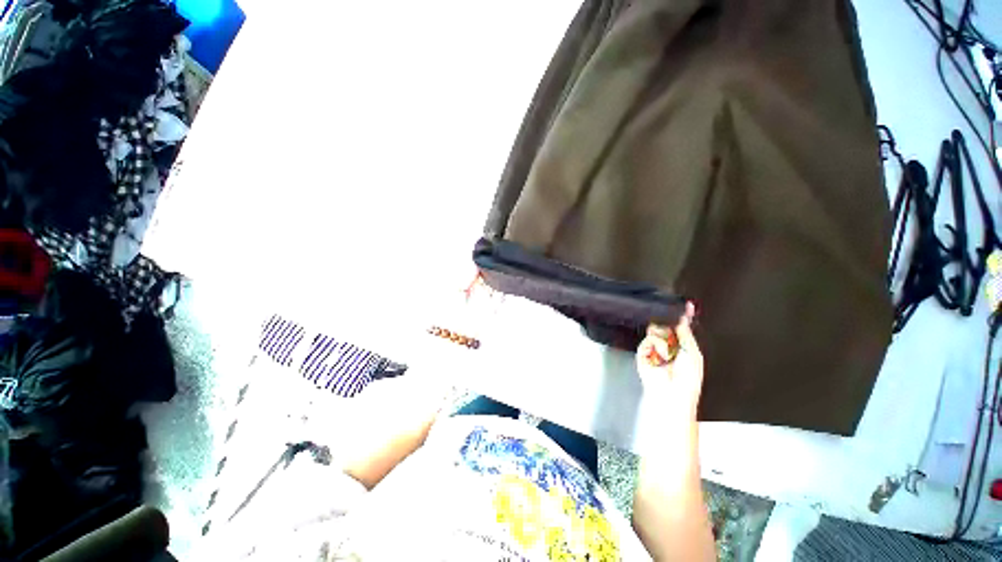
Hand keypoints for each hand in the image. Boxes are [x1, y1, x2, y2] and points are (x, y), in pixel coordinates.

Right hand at [635, 303, 702, 423]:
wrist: (672, 393)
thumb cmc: (688, 377)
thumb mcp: (692, 352)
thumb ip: (685, 333)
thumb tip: (683, 318)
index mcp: (683, 346)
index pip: (681, 328)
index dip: (683, 317)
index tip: (687, 305)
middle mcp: (668, 346)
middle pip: (666, 327)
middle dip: (668, 327)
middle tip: (671, 331)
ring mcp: (654, 350)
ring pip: (655, 332)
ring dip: (662, 341)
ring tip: (667, 353)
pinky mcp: (643, 354)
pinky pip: (646, 341)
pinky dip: (654, 347)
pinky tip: (659, 356)